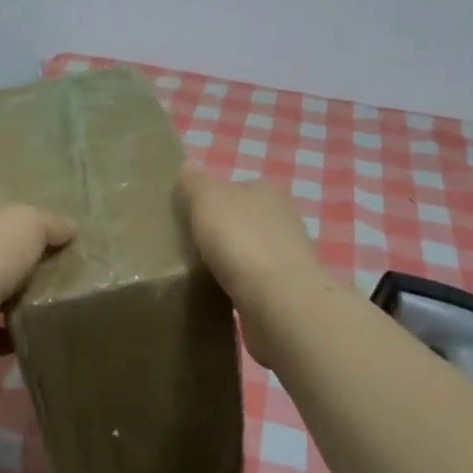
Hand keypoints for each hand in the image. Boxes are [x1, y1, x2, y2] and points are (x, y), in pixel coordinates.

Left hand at [0, 200, 74, 375]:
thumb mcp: (30, 221)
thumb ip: (50, 222)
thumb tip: (69, 229)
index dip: (23, 220)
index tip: (54, 236)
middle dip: (23, 264)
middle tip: (62, 272)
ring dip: (18, 300)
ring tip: (54, 304)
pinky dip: (12, 334)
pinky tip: (38, 334)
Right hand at [179, 169, 325, 368]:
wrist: (279, 302)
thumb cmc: (241, 241)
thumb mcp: (206, 198)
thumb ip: (193, 183)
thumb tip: (188, 171)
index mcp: (267, 191)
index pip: (233, 188)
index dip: (207, 200)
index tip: (185, 219)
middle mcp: (283, 219)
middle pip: (240, 220)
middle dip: (218, 232)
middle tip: (186, 247)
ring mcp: (287, 256)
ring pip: (247, 251)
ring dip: (228, 261)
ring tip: (197, 272)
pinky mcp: (285, 290)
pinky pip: (252, 282)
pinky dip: (236, 286)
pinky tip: (218, 293)